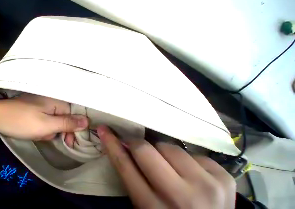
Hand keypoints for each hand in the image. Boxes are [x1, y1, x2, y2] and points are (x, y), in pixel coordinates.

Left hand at [0, 93, 87, 139]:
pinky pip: (48, 118)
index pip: (75, 115)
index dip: (72, 129)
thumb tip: (87, 121)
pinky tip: (34, 128)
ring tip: (37, 131)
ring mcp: (47, 103)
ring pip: (56, 120)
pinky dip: (43, 126)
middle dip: (57, 129)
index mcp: (59, 101)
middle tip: (45, 134)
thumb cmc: (22, 121)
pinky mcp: (40, 107)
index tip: (68, 142)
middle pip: (65, 118)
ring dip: (49, 129)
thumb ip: (67, 123)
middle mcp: (55, 100)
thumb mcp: (46, 125)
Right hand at [97, 125, 235, 208]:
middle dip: (136, 144)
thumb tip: (122, 147)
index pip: (124, 165)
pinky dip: (187, 160)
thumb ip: (134, 178)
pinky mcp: (225, 179)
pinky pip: (195, 154)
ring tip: (170, 167)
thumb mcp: (146, 207)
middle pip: (144, 150)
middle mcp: (180, 198)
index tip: (104, 129)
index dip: (111, 143)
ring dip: (163, 152)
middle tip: (136, 146)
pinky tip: (193, 174)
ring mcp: (208, 187)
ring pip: (170, 147)